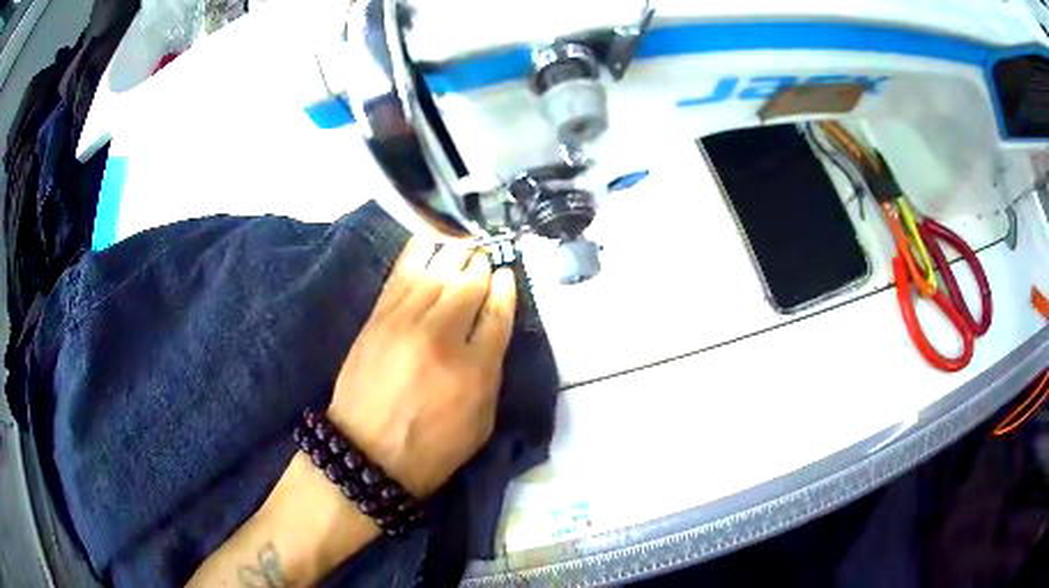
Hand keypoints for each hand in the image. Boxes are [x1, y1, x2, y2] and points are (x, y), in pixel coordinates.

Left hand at [327, 238, 517, 497]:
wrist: (366, 451)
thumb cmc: (432, 446)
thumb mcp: (481, 420)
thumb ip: (491, 370)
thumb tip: (492, 327)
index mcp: (475, 368)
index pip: (498, 312)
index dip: (505, 289)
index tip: (506, 276)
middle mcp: (442, 336)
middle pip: (468, 283)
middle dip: (481, 265)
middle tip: (485, 257)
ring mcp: (406, 321)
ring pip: (437, 270)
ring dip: (455, 251)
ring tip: (464, 243)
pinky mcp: (378, 316)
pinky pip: (403, 272)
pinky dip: (420, 251)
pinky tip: (431, 239)